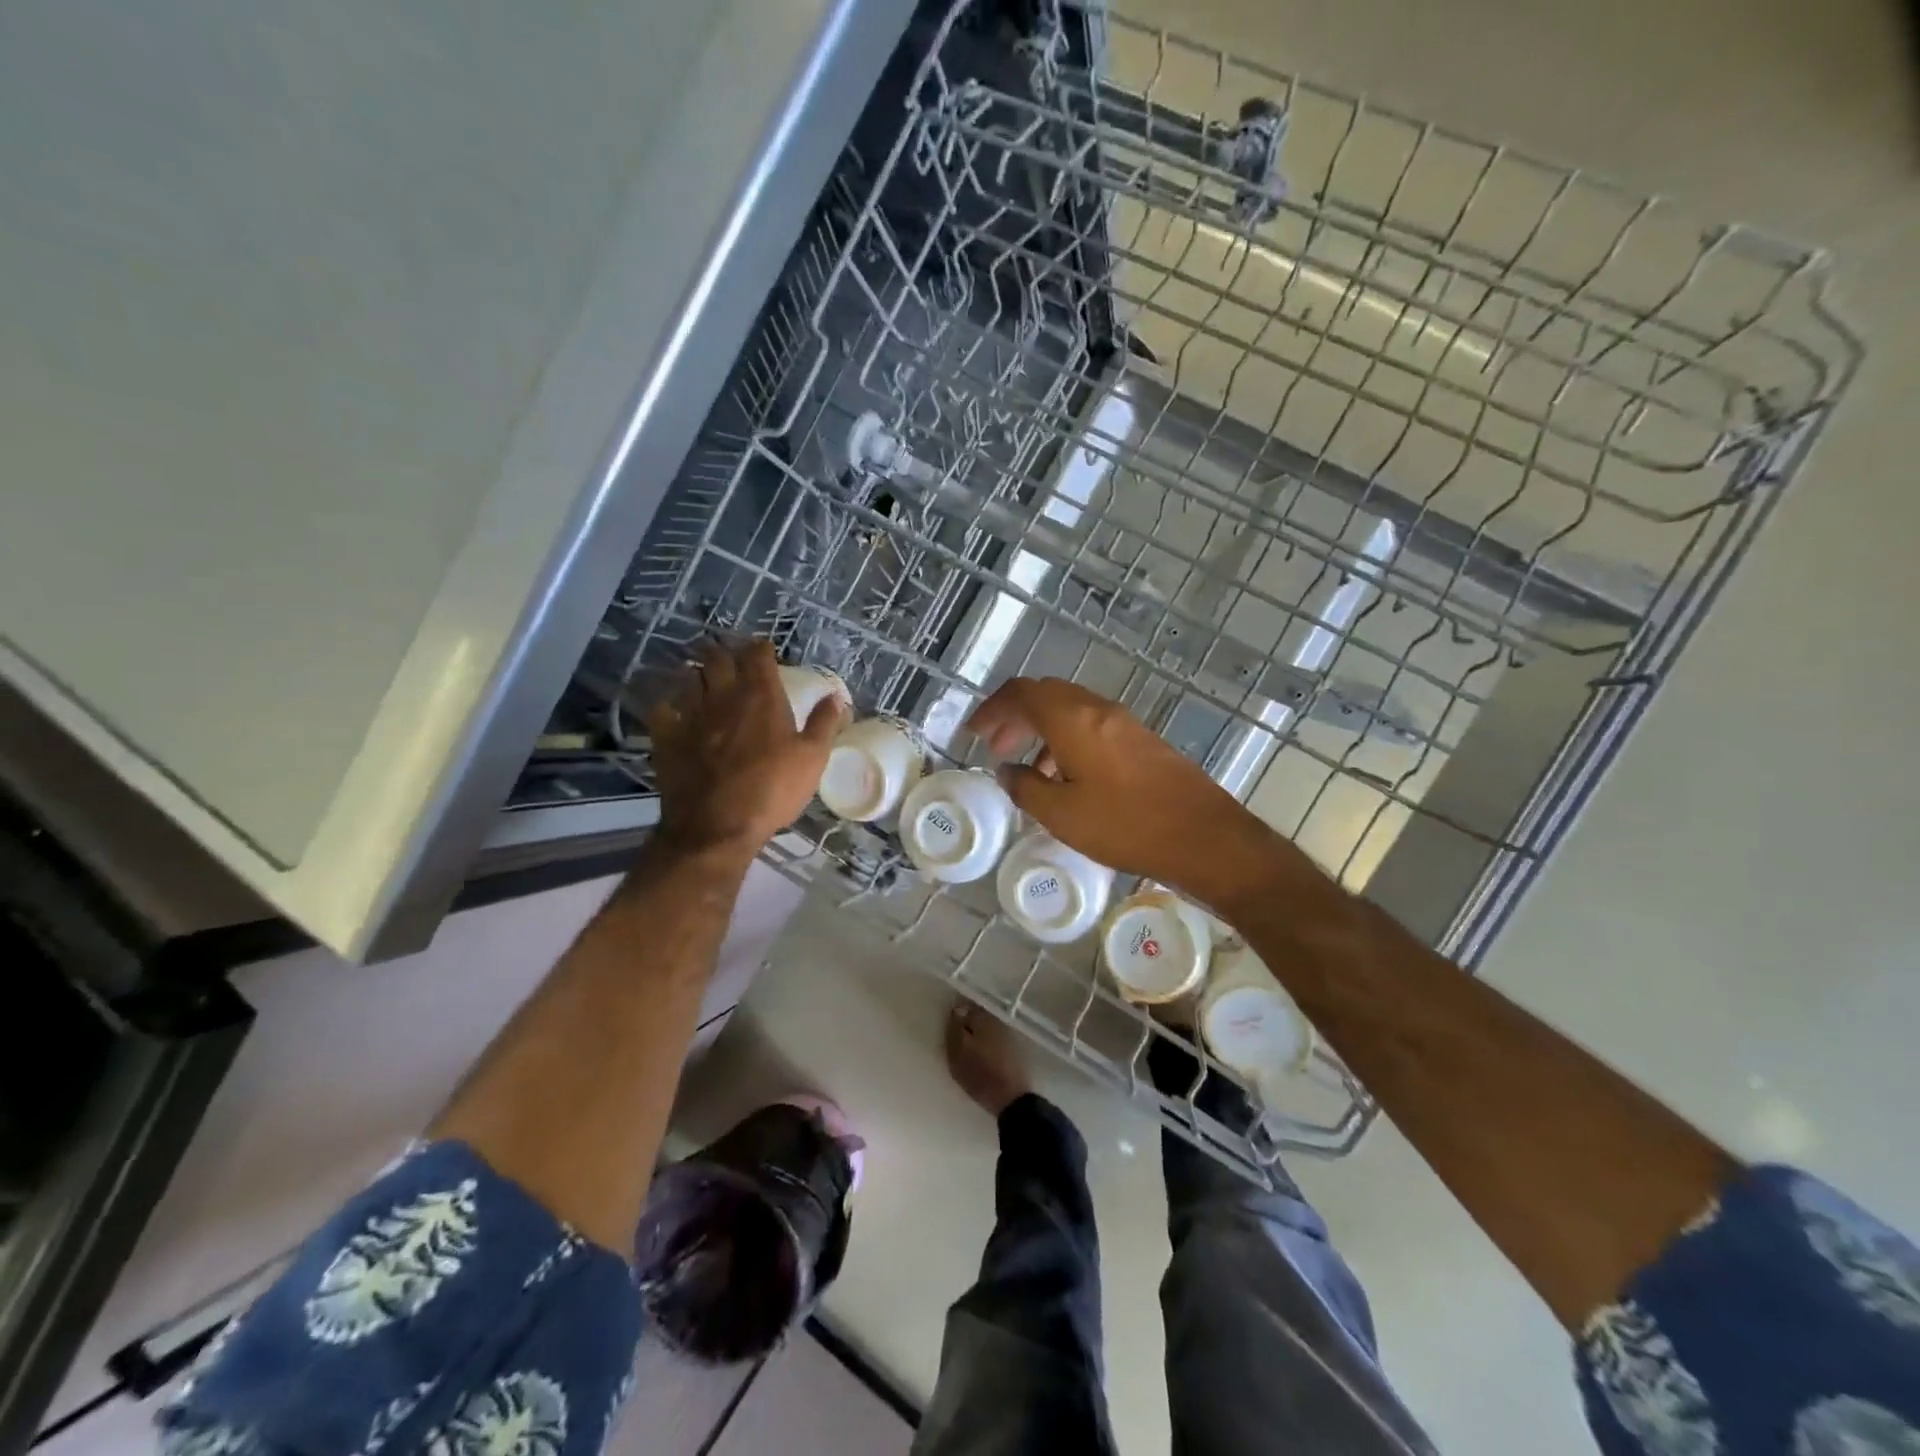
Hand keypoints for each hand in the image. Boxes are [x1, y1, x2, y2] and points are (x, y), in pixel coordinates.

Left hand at [646, 639, 845, 860]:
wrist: (717, 825)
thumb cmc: (772, 790)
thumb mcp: (812, 758)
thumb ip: (824, 723)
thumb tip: (836, 695)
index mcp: (761, 696)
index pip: (758, 654)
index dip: (761, 648)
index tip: (765, 650)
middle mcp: (723, 695)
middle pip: (718, 657)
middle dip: (726, 654)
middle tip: (732, 661)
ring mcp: (691, 714)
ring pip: (690, 678)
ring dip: (699, 675)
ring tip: (706, 681)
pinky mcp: (666, 736)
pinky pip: (663, 708)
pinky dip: (669, 705)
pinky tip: (675, 711)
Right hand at [966, 677, 1290, 912]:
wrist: (1203, 837)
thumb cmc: (1125, 825)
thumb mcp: (1061, 815)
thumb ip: (1025, 788)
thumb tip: (1007, 771)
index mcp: (1073, 720)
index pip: (1022, 693)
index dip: (992, 709)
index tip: (974, 733)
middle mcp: (1099, 710)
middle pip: (1046, 695)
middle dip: (1015, 716)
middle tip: (995, 746)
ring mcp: (1124, 723)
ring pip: (1070, 710)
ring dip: (1041, 729)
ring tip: (1026, 766)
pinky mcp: (1141, 741)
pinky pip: (1092, 726)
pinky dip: (1066, 740)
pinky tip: (1065, 777)